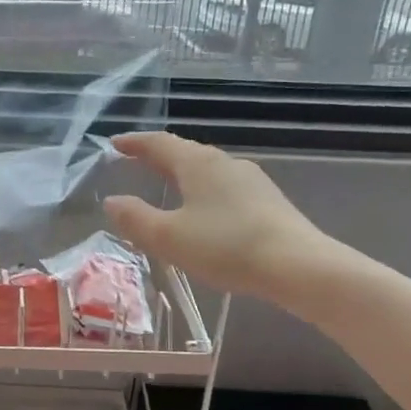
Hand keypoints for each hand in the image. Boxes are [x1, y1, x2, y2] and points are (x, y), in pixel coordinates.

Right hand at [103, 131, 360, 312]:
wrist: (299, 266)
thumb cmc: (226, 246)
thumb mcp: (169, 237)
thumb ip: (135, 218)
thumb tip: (111, 201)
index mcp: (197, 163)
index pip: (158, 143)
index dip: (134, 143)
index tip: (115, 144)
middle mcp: (224, 162)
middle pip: (184, 152)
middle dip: (158, 156)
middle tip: (136, 161)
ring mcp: (251, 180)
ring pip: (207, 169)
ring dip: (182, 173)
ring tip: (167, 185)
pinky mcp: (268, 201)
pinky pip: (225, 187)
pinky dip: (204, 191)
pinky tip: (205, 211)